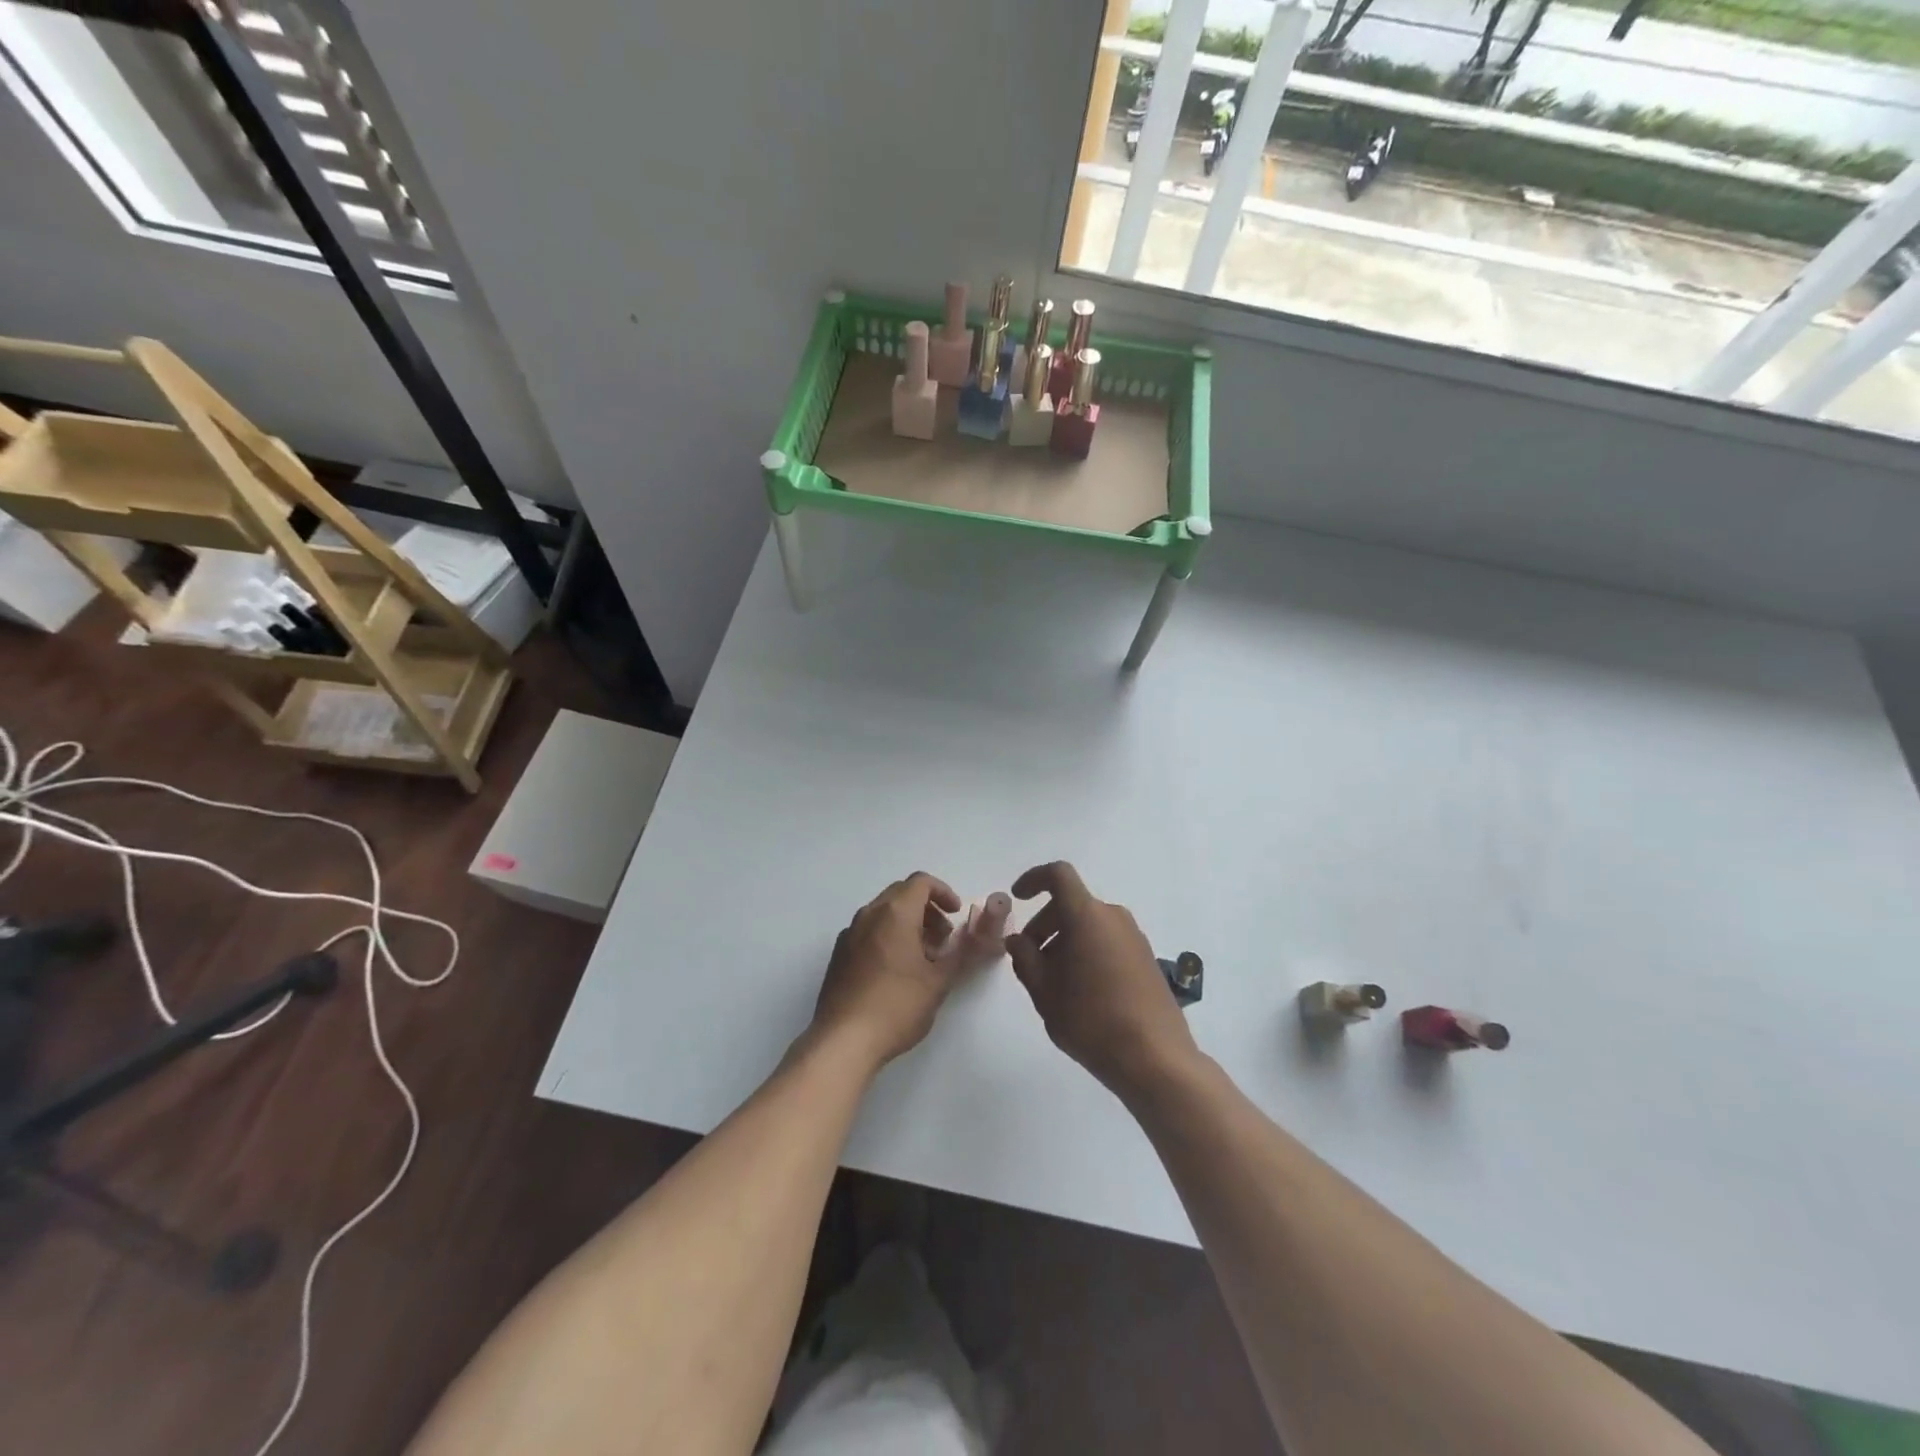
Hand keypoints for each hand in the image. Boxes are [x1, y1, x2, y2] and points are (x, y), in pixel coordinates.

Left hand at [810, 872, 968, 1070]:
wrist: (843, 1041)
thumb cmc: (897, 1006)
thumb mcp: (939, 981)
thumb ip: (964, 953)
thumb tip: (985, 938)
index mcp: (894, 913)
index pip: (921, 882)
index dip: (944, 892)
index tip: (956, 915)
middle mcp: (869, 914)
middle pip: (901, 894)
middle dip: (928, 909)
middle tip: (944, 938)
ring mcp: (849, 934)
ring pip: (883, 913)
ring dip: (908, 923)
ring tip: (924, 958)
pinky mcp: (839, 955)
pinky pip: (869, 931)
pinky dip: (888, 936)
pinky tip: (897, 972)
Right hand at [1004, 862, 1197, 1097]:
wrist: (1155, 1058)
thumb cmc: (1091, 1020)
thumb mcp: (1045, 992)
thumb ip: (1025, 959)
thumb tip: (1018, 940)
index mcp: (1087, 916)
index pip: (1059, 875)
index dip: (1034, 879)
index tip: (1018, 899)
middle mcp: (1113, 917)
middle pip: (1072, 904)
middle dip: (1044, 924)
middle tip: (1029, 960)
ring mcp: (1134, 937)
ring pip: (1089, 925)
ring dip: (1065, 941)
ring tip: (1053, 982)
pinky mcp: (1146, 959)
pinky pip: (1108, 940)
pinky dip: (1087, 951)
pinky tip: (1080, 991)